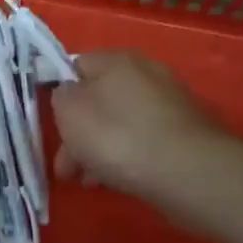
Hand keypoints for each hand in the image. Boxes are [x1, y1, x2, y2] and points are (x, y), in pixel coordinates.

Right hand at [51, 52, 213, 198]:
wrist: (189, 173)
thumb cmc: (118, 136)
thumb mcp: (69, 111)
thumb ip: (61, 96)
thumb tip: (70, 94)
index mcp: (117, 60)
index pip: (77, 66)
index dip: (61, 95)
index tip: (53, 125)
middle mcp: (147, 73)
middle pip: (100, 100)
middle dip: (79, 133)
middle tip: (67, 167)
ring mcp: (171, 104)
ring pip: (121, 123)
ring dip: (100, 150)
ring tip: (90, 182)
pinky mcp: (187, 134)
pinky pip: (145, 141)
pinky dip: (128, 157)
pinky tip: (119, 181)